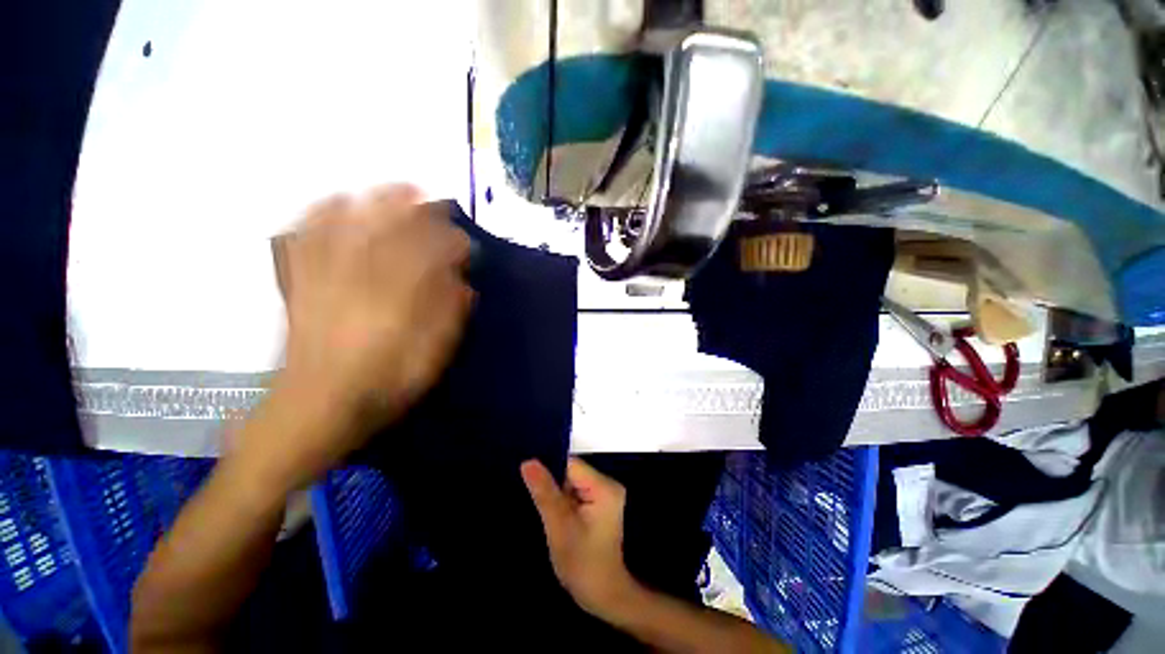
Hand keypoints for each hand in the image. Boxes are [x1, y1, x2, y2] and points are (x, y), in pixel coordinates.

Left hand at [262, 186, 472, 484]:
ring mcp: (326, 275)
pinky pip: (307, 237)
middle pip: (389, 227)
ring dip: (373, 201)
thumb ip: (450, 317)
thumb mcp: (432, 358)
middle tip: (430, 199)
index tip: (465, 244)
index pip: (430, 253)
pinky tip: (336, 204)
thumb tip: (465, 285)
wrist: (318, 405)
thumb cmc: (385, 384)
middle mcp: (362, 277)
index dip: (451, 242)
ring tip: (391, 191)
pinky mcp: (302, 281)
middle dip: (414, 209)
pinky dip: (321, 214)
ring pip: (349, 223)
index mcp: (399, 298)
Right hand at [521, 457, 639, 621]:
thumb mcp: (559, 527)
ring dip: (559, 498)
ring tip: (554, 521)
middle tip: (547, 513)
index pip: (570, 465)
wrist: (604, 597)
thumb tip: (528, 462)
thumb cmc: (582, 565)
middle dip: (555, 489)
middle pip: (571, 473)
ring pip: (571, 484)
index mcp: (603, 486)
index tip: (533, 489)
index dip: (550, 474)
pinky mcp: (600, 505)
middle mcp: (607, 484)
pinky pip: (576, 494)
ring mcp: (605, 495)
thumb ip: (544, 492)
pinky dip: (565, 505)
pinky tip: (561, 522)